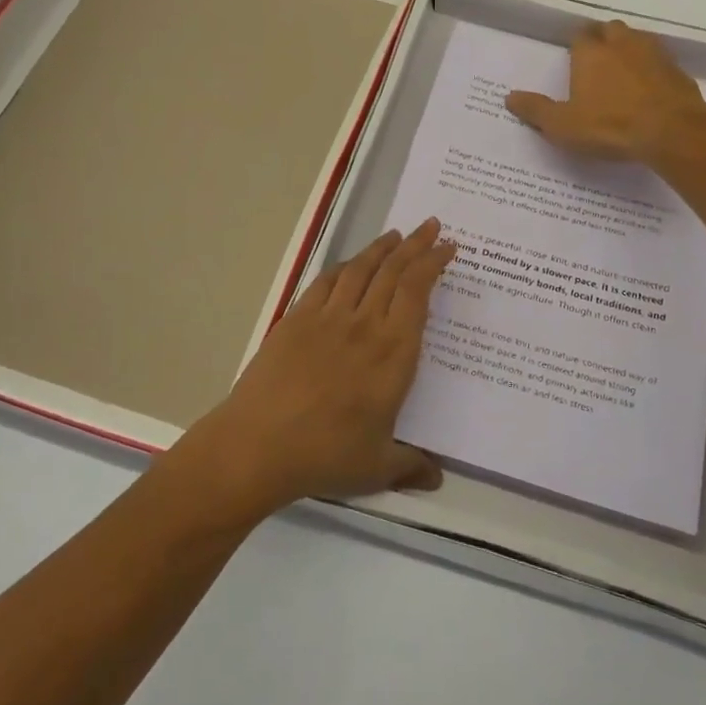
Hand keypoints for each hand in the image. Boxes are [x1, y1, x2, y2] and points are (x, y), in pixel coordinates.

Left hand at [185, 220, 455, 513]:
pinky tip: (350, 265)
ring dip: (382, 248)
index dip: (433, 264)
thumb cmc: (325, 455)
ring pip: (361, 270)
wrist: (257, 445)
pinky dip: (344, 267)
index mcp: (393, 353)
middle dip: (416, 245)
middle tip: (431, 226)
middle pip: (393, 271)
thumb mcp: (377, 469)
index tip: (447, 247)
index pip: (418, 293)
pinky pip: (326, 283)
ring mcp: (327, 319)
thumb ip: (411, 467)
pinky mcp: (296, 320)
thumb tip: (438, 478)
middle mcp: (364, 325)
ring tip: (396, 235)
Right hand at [505, 20, 705, 162]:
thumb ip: (536, 110)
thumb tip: (509, 97)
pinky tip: (650, 88)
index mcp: (590, 53)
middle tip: (597, 60)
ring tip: (623, 70)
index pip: (580, 34)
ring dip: (630, 49)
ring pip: (638, 39)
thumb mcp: (562, 125)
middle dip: (603, 39)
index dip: (576, 44)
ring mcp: (654, 54)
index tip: (573, 57)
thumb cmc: (609, 126)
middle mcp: (622, 44)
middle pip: (611, 29)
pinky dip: (653, 69)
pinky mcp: (678, 70)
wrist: (672, 131)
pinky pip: (661, 61)